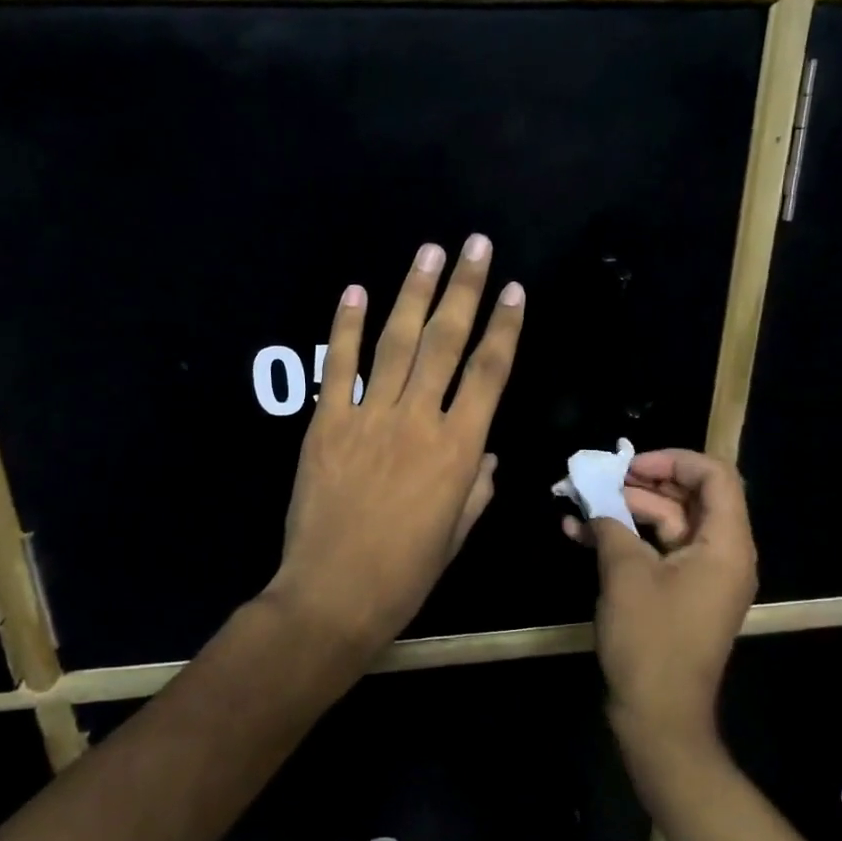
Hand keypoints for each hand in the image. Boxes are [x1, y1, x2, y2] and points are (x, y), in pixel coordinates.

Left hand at [267, 236, 525, 656]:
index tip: (514, 291)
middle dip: (464, 289)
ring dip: (414, 293)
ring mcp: (369, 418)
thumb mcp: (456, 534)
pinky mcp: (326, 425)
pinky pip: (339, 367)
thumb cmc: (406, 573)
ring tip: (430, 251)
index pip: (489, 374)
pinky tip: (356, 291)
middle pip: (446, 343)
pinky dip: (346, 328)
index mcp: (459, 450)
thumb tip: (486, 456)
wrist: (333, 594)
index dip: (505, 328)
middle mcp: (418, 421)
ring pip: (397, 344)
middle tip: (475, 245)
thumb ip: (476, 488)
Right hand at [565, 449, 756, 750]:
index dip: (674, 460)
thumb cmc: (650, 640)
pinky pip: (658, 552)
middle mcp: (722, 554)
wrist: (659, 715)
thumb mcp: (625, 574)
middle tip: (600, 477)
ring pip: (669, 524)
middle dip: (642, 483)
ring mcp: (702, 576)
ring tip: (579, 501)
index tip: (630, 464)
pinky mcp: (681, 594)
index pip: (715, 477)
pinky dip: (625, 540)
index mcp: (726, 544)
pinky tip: (579, 533)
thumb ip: (611, 525)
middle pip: (690, 497)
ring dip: (626, 510)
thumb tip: (594, 503)